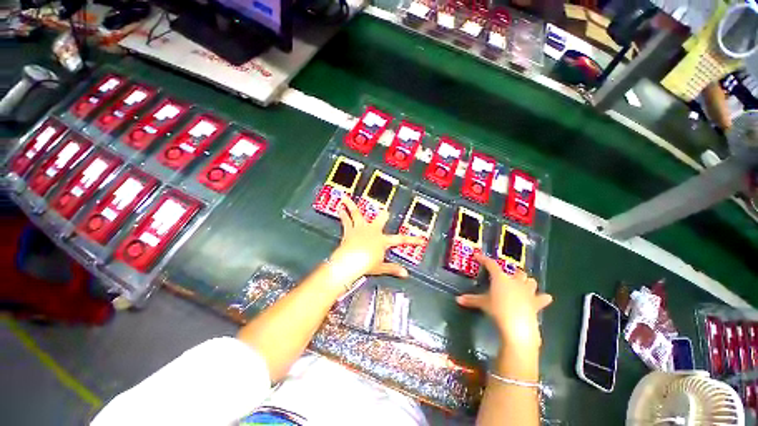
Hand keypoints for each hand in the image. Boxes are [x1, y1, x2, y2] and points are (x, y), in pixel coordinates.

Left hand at [328, 197, 423, 285]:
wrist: (350, 261)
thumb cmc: (366, 264)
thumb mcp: (380, 267)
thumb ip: (393, 269)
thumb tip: (406, 274)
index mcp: (382, 240)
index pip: (400, 240)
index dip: (412, 240)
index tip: (422, 240)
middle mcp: (372, 231)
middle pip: (380, 219)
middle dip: (383, 215)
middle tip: (384, 211)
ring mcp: (360, 228)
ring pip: (357, 214)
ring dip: (352, 205)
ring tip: (346, 197)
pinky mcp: (349, 230)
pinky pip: (346, 220)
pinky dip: (343, 214)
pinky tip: (339, 207)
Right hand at [456, 253, 552, 349]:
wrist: (517, 325)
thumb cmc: (498, 310)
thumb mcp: (483, 304)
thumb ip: (471, 300)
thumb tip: (457, 299)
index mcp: (500, 278)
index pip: (490, 264)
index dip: (483, 259)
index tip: (477, 255)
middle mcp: (515, 281)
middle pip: (517, 272)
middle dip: (513, 272)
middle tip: (507, 276)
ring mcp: (528, 291)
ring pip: (531, 281)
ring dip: (527, 281)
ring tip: (523, 284)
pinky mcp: (536, 303)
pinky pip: (542, 298)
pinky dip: (543, 298)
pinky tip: (544, 298)